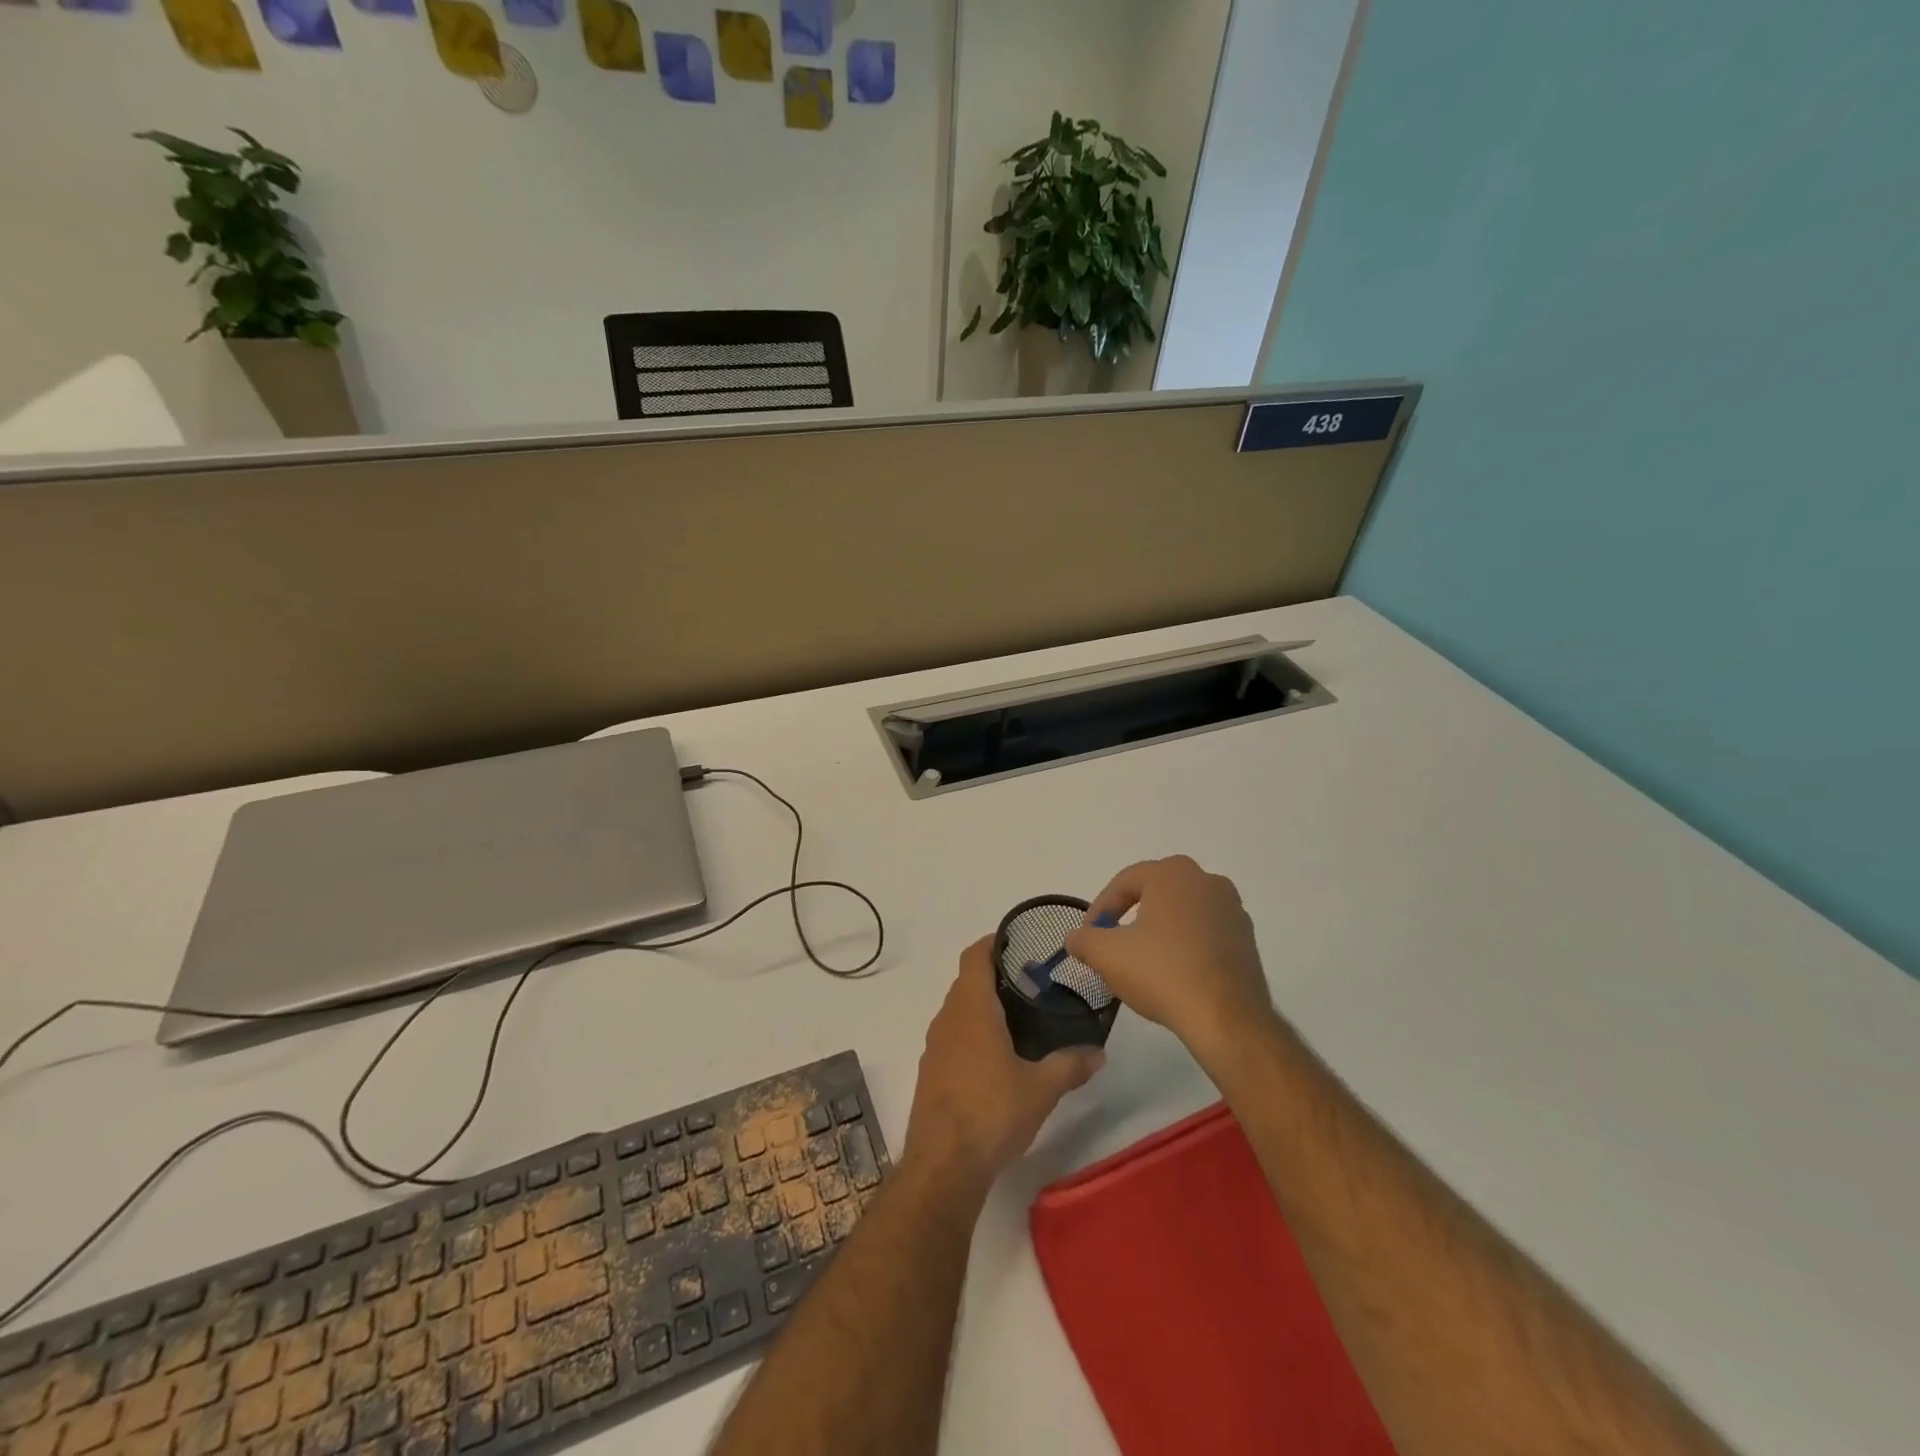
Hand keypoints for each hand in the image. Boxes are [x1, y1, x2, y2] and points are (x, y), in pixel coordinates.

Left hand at [903, 937, 1104, 1199]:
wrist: (942, 1165)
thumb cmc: (992, 1112)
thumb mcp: (1041, 1089)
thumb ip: (1070, 1065)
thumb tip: (1098, 1054)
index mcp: (971, 1008)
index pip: (975, 956)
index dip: (992, 943)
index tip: (1017, 942)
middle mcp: (947, 1018)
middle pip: (967, 982)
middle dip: (995, 977)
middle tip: (1031, 984)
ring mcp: (934, 1046)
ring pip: (958, 1010)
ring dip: (982, 1007)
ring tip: (1018, 1019)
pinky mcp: (930, 1072)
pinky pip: (952, 1036)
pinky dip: (972, 1033)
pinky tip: (996, 1058)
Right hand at [1065, 855, 1274, 1060]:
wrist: (1227, 1018)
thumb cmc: (1163, 973)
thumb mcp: (1107, 956)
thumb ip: (1084, 940)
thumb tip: (1075, 938)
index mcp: (1172, 874)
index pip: (1124, 883)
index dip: (1100, 909)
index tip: (1089, 936)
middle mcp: (1206, 881)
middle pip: (1155, 893)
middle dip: (1129, 916)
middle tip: (1113, 944)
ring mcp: (1232, 908)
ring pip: (1181, 912)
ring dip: (1159, 930)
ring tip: (1143, 961)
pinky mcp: (1247, 938)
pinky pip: (1205, 932)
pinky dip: (1186, 945)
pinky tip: (1174, 973)